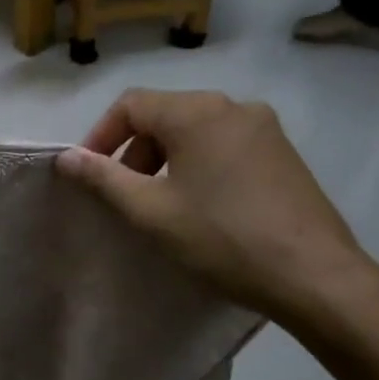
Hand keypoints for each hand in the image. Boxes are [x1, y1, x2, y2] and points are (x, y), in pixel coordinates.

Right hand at [56, 90, 375, 320]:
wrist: (313, 275)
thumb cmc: (222, 238)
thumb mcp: (151, 211)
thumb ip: (104, 178)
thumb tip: (66, 157)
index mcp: (198, 111)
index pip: (131, 104)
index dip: (100, 136)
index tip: (89, 175)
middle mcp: (234, 106)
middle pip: (165, 115)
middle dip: (135, 152)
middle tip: (126, 197)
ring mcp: (265, 128)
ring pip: (196, 131)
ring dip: (167, 161)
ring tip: (161, 206)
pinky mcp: (283, 153)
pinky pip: (225, 145)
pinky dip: (199, 165)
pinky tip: (203, 206)